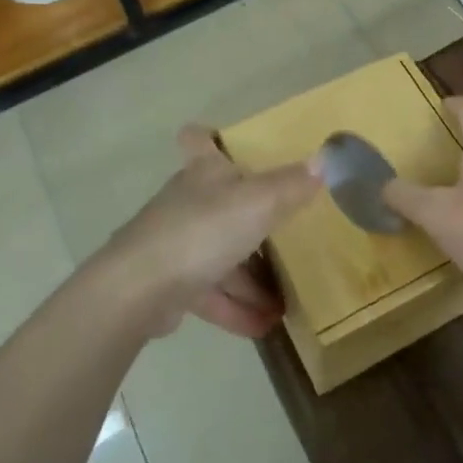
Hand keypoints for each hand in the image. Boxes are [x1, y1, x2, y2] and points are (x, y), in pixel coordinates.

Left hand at [98, 126, 319, 339]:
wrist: (138, 290)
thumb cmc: (201, 230)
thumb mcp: (257, 203)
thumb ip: (290, 185)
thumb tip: (324, 159)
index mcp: (204, 172)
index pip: (198, 139)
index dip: (211, 136)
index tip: (227, 140)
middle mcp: (188, 202)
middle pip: (220, 202)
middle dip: (251, 218)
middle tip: (286, 232)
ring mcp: (177, 244)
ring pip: (220, 254)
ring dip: (251, 278)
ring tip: (286, 300)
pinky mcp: (171, 285)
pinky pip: (211, 293)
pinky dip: (236, 308)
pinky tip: (265, 326)